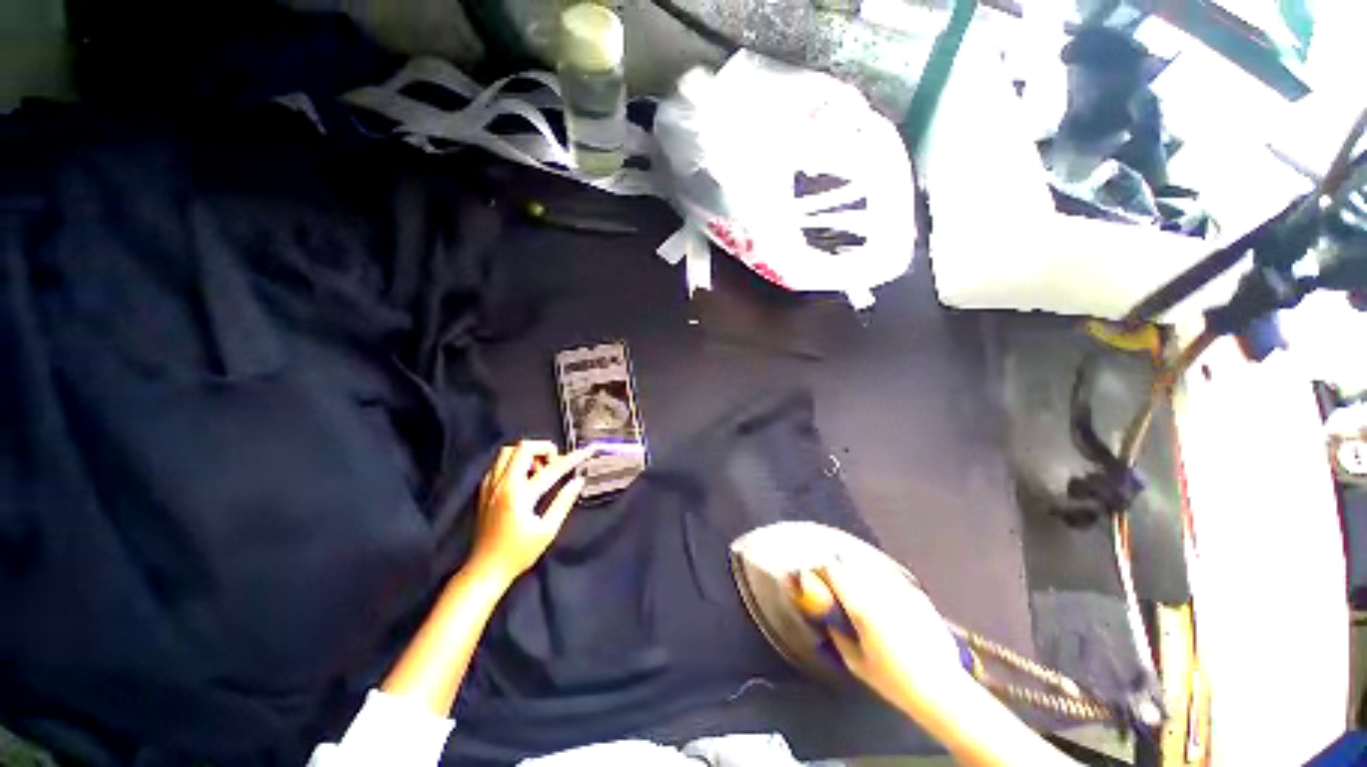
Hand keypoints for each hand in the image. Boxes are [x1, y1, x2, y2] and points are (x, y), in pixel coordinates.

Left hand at [471, 440, 591, 581]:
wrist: (484, 570)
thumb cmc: (518, 553)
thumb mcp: (547, 531)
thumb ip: (563, 502)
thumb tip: (578, 481)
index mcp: (520, 495)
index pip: (552, 468)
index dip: (573, 458)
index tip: (587, 451)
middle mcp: (503, 484)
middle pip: (524, 447)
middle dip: (545, 448)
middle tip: (555, 464)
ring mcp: (490, 485)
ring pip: (508, 451)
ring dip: (527, 454)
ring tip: (539, 471)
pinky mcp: (483, 490)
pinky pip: (499, 463)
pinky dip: (514, 463)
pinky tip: (523, 478)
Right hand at [808, 559, 966, 706]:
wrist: (943, 689)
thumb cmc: (894, 681)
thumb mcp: (855, 662)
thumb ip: (838, 633)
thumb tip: (828, 616)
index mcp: (861, 604)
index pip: (832, 567)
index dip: (819, 567)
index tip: (814, 575)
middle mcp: (879, 589)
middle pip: (849, 559)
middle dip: (836, 565)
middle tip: (831, 579)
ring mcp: (899, 587)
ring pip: (868, 564)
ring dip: (856, 569)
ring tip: (854, 585)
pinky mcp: (916, 592)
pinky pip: (888, 575)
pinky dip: (877, 579)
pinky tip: (881, 597)